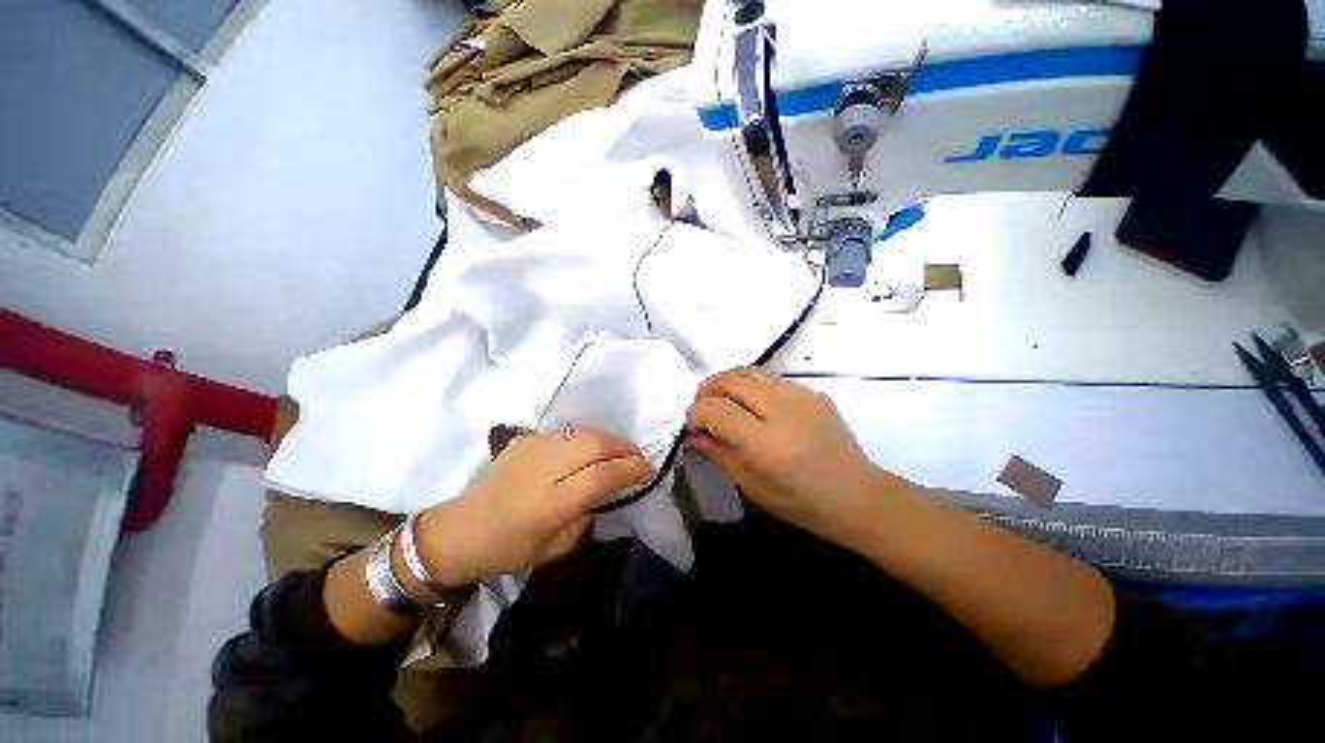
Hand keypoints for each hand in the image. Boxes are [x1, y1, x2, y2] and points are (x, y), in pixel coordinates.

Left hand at [414, 428, 654, 586]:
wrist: (459, 529)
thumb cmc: (508, 550)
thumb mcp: (555, 549)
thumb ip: (586, 515)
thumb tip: (608, 490)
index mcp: (550, 504)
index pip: (602, 476)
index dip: (632, 469)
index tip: (650, 470)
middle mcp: (543, 469)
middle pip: (596, 444)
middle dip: (625, 448)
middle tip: (638, 457)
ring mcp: (533, 448)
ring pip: (584, 432)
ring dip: (609, 440)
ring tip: (619, 451)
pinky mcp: (526, 438)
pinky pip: (568, 432)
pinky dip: (588, 438)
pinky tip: (590, 449)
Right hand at [686, 368, 895, 542]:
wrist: (859, 497)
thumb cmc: (803, 503)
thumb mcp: (753, 487)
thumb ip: (719, 454)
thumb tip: (692, 435)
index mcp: (766, 443)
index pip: (716, 410)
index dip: (696, 415)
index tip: (692, 427)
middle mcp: (783, 410)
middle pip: (731, 380)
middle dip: (707, 390)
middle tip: (701, 407)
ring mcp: (801, 395)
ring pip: (750, 371)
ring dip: (727, 382)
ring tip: (721, 399)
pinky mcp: (813, 391)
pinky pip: (771, 378)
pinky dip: (750, 384)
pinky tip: (752, 404)